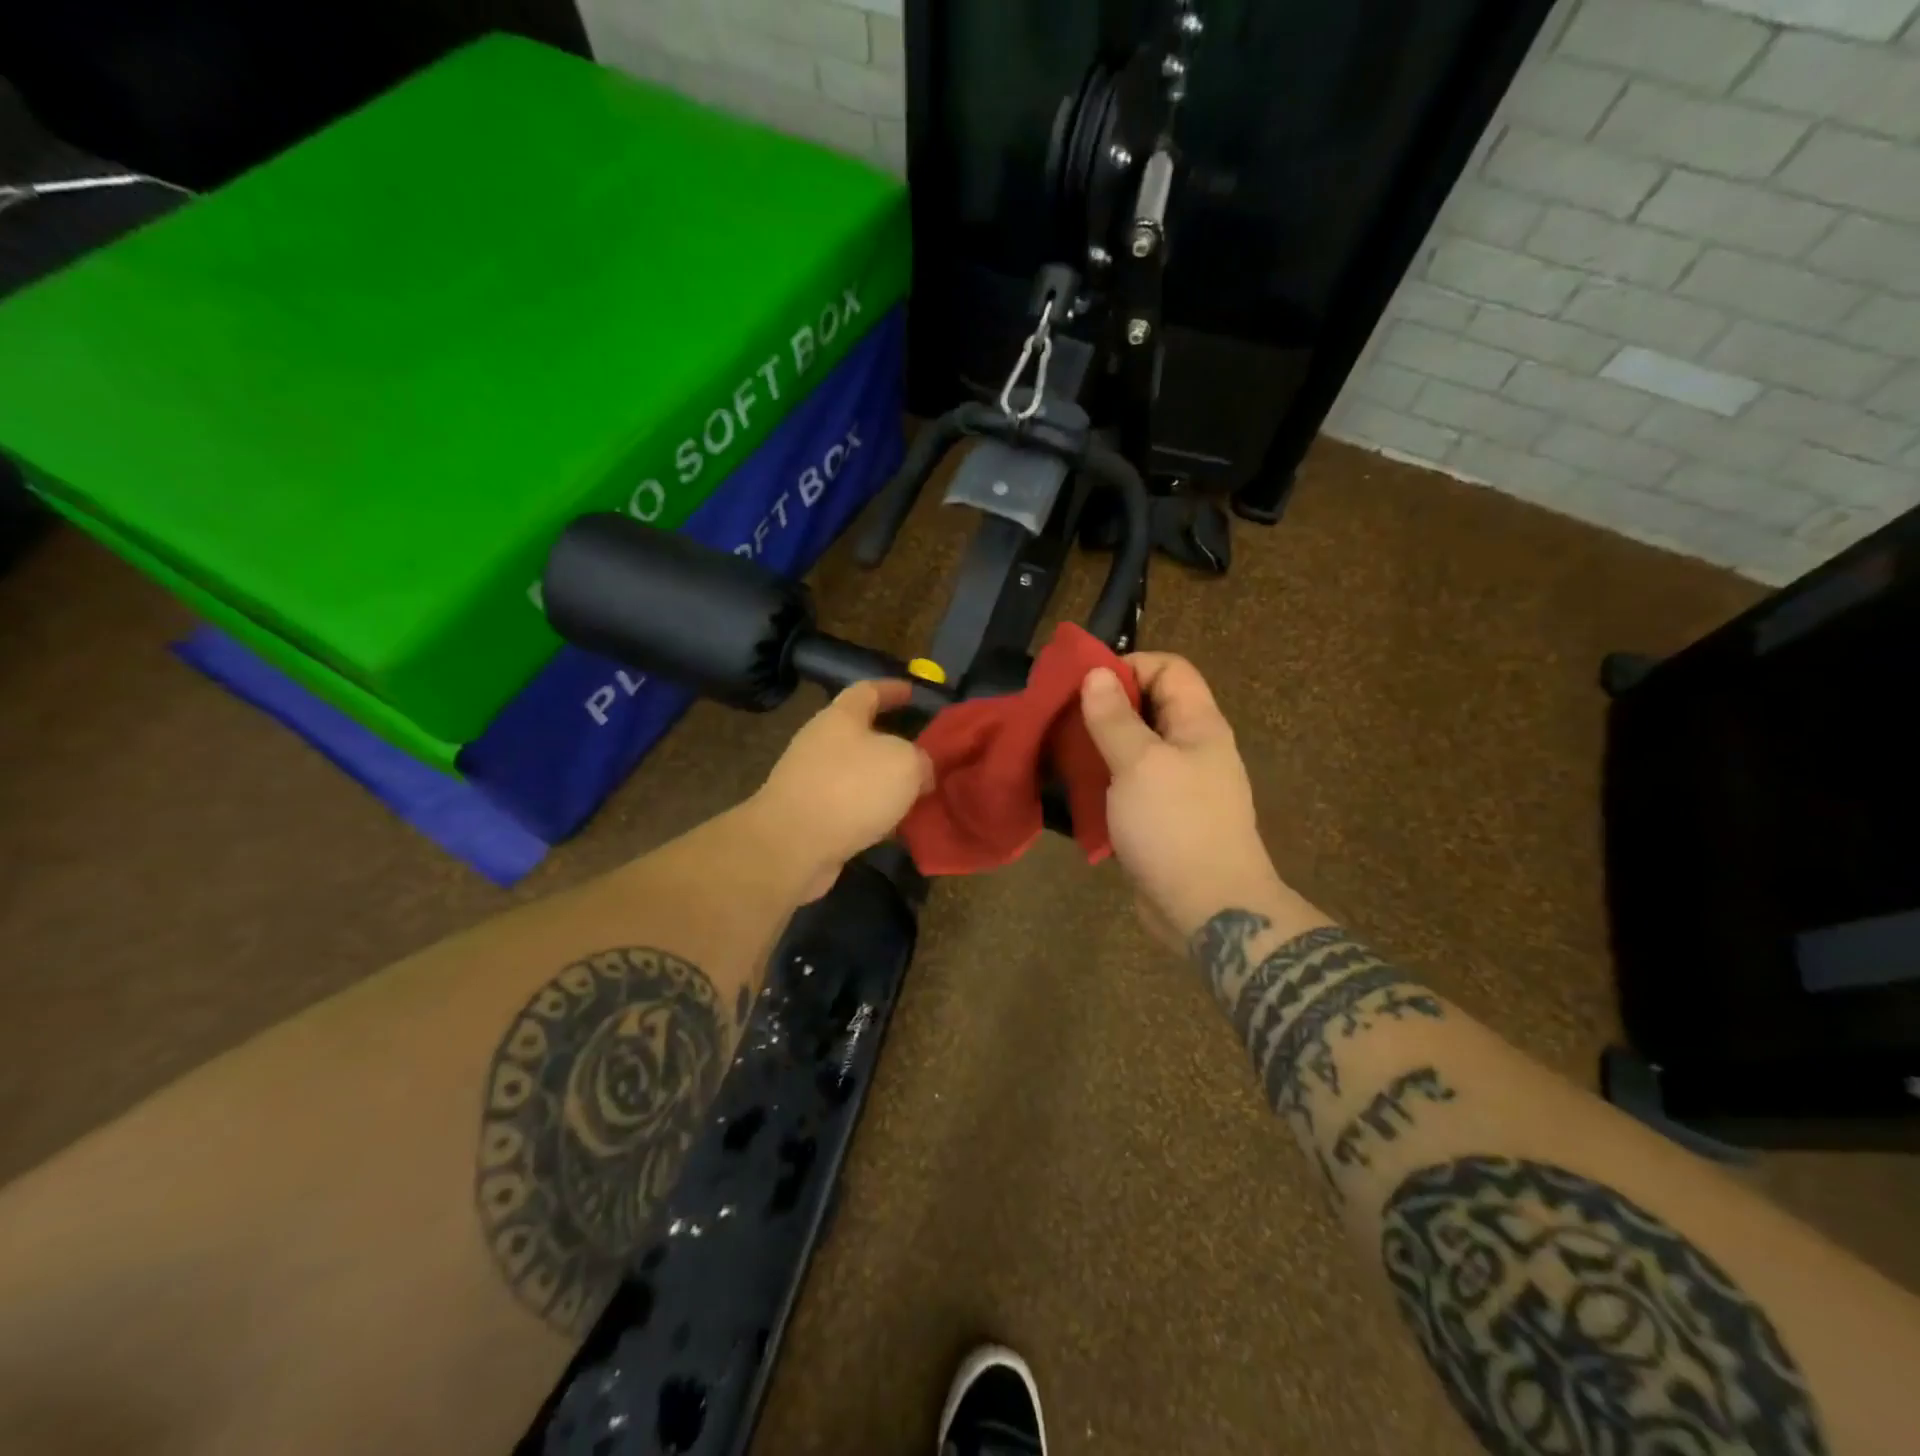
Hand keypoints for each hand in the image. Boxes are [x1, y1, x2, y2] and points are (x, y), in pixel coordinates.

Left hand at [750, 680, 932, 900]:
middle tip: (924, 754)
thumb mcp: (905, 763)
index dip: (892, 689)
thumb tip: (921, 772)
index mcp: (841, 717)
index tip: (912, 692)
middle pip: (861, 734)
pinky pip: (850, 807)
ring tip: (917, 794)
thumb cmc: (851, 788)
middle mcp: (821, 743)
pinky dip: (873, 813)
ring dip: (885, 783)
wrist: (792, 845)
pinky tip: (895, 827)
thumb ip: (920, 760)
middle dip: (893, 742)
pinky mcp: (809, 816)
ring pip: (858, 774)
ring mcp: (811, 781)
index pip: (868, 690)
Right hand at [1080, 654, 1285, 943]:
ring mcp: (1179, 786)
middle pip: (1151, 707)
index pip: (1170, 669)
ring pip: (1137, 748)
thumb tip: (1097, 674)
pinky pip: (1131, 785)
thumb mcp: (1139, 764)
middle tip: (1063, 716)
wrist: (1208, 910)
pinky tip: (1076, 789)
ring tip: (1062, 751)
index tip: (1085, 683)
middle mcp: (1193, 749)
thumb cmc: (1175, 826)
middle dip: (1106, 706)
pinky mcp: (1162, 819)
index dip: (1130, 666)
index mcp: (1198, 726)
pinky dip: (1105, 780)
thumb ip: (1115, 718)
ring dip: (1101, 745)